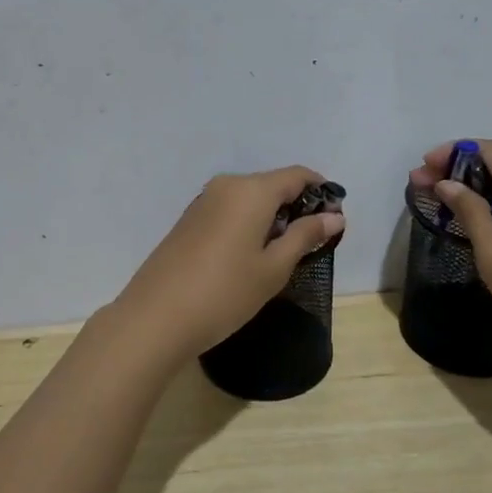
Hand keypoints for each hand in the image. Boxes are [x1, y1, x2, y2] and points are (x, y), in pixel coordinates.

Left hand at [107, 167, 345, 363]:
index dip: (321, 192)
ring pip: (250, 199)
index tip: (335, 219)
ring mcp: (203, 201)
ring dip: (271, 218)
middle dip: (297, 207)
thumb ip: (305, 236)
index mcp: (251, 190)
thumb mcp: (273, 268)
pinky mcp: (189, 220)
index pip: (297, 175)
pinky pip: (229, 210)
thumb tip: (334, 217)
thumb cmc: (225, 292)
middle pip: (272, 184)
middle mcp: (227, 185)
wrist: (155, 317)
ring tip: (281, 255)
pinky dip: (248, 224)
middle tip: (311, 244)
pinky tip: (249, 256)